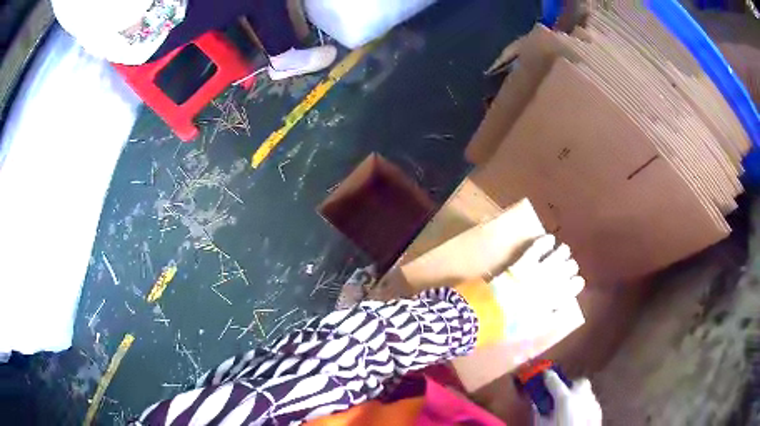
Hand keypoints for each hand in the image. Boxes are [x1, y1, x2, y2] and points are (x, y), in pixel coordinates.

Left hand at [490, 235, 584, 337]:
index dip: (576, 282)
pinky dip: (546, 242)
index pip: (576, 285)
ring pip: (559, 255)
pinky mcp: (525, 262)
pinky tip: (550, 239)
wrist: (494, 313)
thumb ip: (554, 317)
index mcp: (557, 299)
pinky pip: (539, 247)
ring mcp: (539, 270)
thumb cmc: (516, 324)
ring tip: (564, 250)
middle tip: (568, 266)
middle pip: (570, 267)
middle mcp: (552, 282)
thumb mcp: (538, 326)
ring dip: (563, 252)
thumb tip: (564, 308)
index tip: (575, 281)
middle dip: (571, 266)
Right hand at [535, 371, 601, 425]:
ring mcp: (593, 403)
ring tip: (568, 409)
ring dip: (578, 397)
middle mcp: (582, 396)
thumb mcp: (541, 424)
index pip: (554, 380)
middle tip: (559, 397)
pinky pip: (591, 404)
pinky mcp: (599, 412)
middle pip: (579, 382)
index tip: (543, 377)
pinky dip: (584, 407)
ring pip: (587, 393)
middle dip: (570, 387)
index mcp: (565, 398)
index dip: (548, 378)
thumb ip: (539, 412)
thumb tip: (537, 403)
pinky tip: (578, 417)